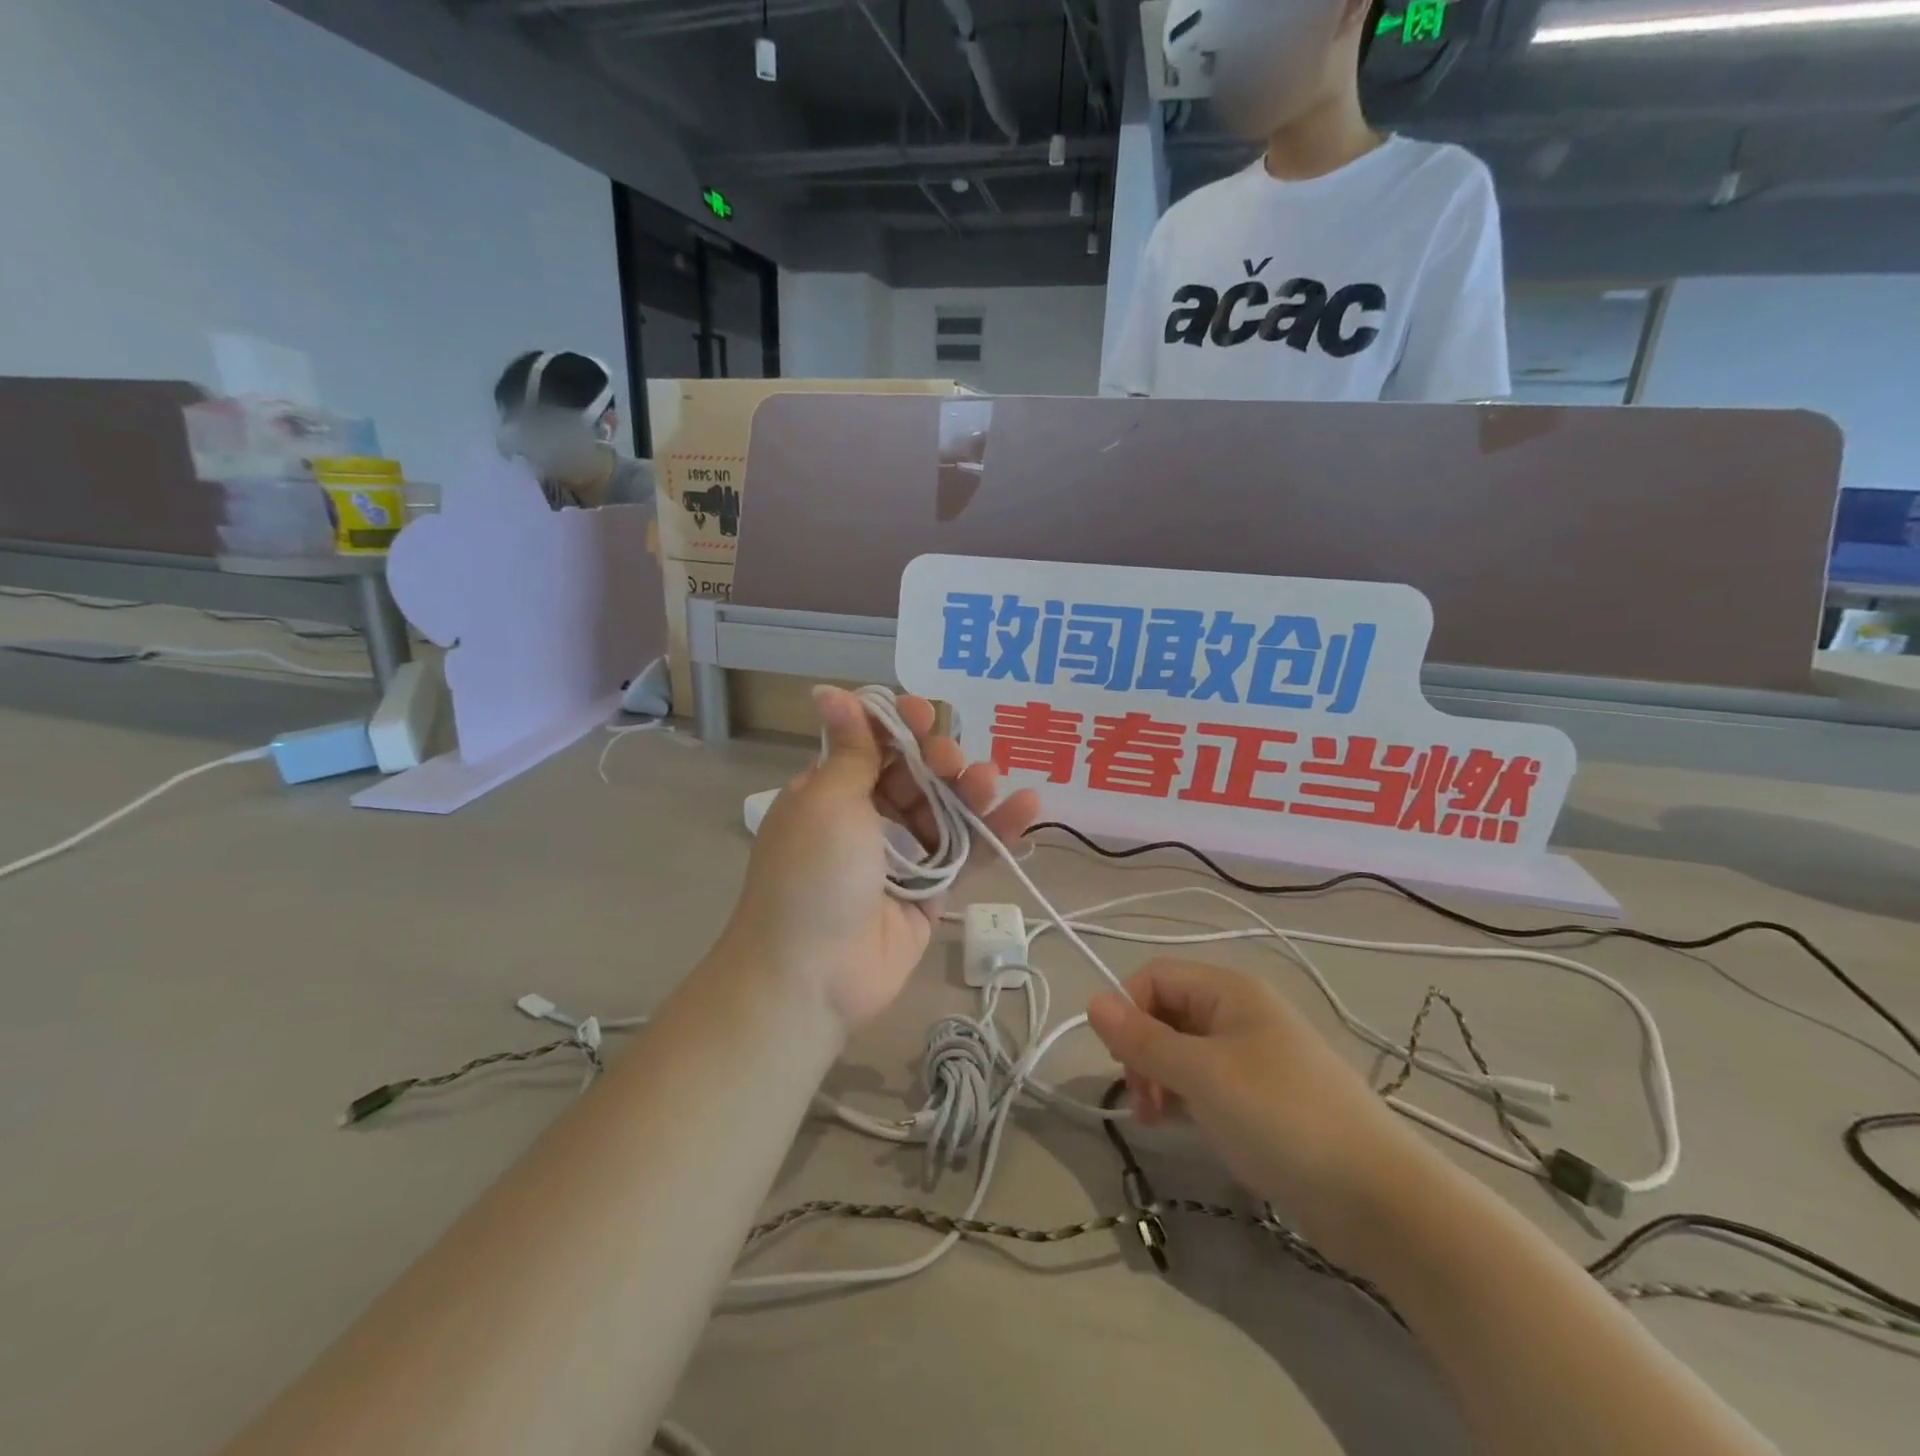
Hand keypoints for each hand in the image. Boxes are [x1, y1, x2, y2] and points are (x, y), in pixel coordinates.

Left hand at [723, 687, 1038, 1031]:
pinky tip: (1027, 807)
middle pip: (914, 776)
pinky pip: (966, 855)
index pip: (871, 745)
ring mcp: (900, 857)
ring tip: (990, 781)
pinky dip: (995, 832)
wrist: (813, 974)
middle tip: (953, 762)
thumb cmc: (813, 873)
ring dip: (970, 792)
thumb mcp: (829, 800)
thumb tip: (830, 691)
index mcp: (830, 792)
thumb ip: (851, 749)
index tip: (923, 715)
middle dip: (938, 760)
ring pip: (945, 812)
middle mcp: (865, 820)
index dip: (899, 727)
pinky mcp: (930, 893)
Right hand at [1087, 960, 1423, 1253]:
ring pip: (1185, 1050)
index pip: (1155, 977)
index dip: (1128, 1010)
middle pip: (1168, 1011)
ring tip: (1157, 1119)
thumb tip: (1091, 1001)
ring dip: (1161, 1077)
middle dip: (1143, 1050)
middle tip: (1143, 1099)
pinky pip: (1208, 1081)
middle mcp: (1241, 1013)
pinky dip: (1187, 1098)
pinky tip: (1183, 1127)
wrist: (1379, 1198)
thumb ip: (1143, 1039)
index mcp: (1230, 990)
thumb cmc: (1281, 1117)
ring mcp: (1256, 1056)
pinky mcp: (1265, 1097)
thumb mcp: (1202, 1075)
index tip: (1122, 1062)